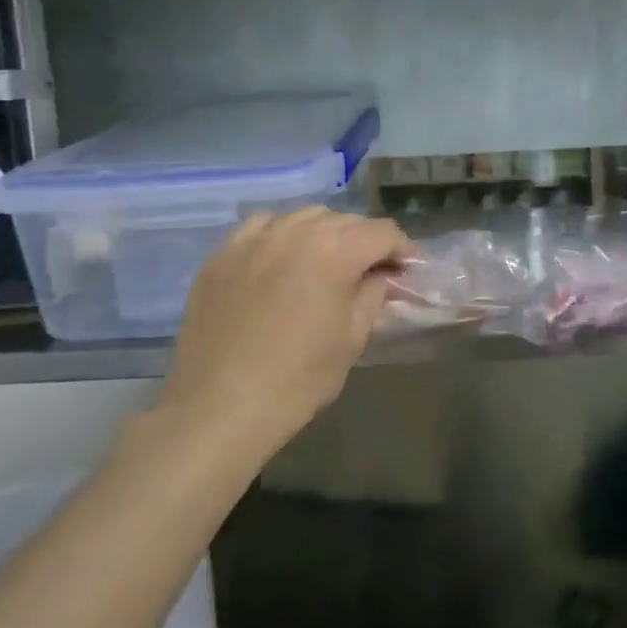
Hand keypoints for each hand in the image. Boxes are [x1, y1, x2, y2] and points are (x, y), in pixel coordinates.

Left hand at [159, 207, 414, 457]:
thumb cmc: (297, 381)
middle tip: (373, 269)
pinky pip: (262, 226)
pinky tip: (283, 256)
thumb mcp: (352, 339)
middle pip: (345, 220)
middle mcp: (295, 233)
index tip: (408, 268)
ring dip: (327, 233)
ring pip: (304, 217)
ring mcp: (254, 240)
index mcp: (334, 254)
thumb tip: (381, 275)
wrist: (218, 410)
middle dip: (367, 241)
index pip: (381, 232)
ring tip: (328, 261)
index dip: (403, 248)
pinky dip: (282, 233)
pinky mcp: (222, 255)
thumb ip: (373, 295)